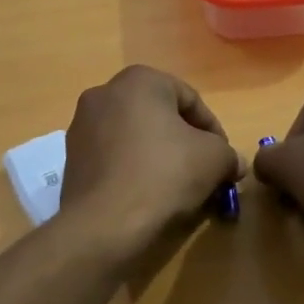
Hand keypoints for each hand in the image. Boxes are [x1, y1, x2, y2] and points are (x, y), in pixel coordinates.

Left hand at [60, 66, 242, 255]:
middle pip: (158, 115)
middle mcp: (104, 93)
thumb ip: (228, 154)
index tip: (224, 158)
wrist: (105, 223)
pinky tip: (147, 195)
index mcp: (139, 80)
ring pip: (134, 136)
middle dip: (183, 141)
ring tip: (177, 187)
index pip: (189, 99)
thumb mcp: (214, 159)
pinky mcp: (70, 158)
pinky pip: (113, 157)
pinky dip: (132, 169)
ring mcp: (81, 125)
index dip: (213, 129)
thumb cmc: (165, 174)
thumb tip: (232, 164)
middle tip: (203, 170)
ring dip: (158, 155)